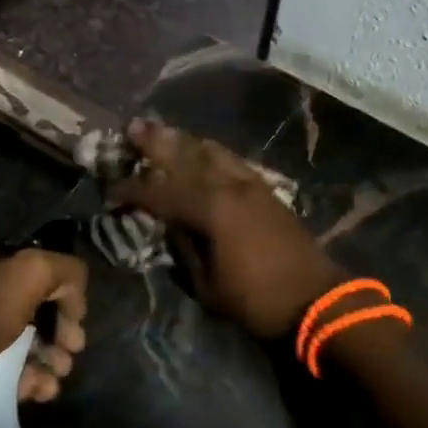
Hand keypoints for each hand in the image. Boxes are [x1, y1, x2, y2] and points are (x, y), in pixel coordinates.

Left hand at [0, 242, 87, 417]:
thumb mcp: (28, 274)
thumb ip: (63, 270)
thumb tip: (74, 289)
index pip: (39, 266)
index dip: (64, 291)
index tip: (77, 320)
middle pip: (32, 305)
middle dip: (59, 329)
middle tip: (71, 351)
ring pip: (20, 340)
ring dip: (47, 358)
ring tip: (57, 378)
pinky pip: (3, 368)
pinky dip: (26, 378)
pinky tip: (39, 391)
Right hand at [111, 118, 344, 338]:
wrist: (316, 299)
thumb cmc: (256, 300)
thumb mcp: (207, 285)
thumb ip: (184, 249)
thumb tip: (170, 226)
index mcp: (210, 210)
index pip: (161, 193)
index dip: (133, 190)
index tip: (111, 189)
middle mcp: (229, 187)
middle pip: (186, 158)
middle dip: (157, 143)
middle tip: (133, 127)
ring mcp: (251, 185)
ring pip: (212, 153)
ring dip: (185, 141)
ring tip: (164, 130)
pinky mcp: (267, 190)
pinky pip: (232, 161)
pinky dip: (212, 152)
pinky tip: (204, 149)